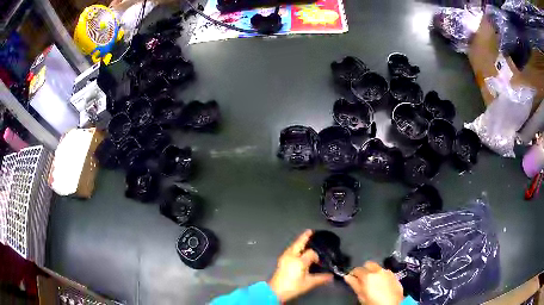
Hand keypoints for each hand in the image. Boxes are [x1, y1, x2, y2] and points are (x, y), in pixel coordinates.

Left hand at [269, 230, 333, 302]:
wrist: (276, 291)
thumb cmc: (293, 286)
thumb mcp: (309, 283)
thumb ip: (321, 278)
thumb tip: (331, 276)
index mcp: (299, 260)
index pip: (311, 253)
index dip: (317, 256)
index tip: (320, 262)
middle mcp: (291, 256)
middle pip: (298, 243)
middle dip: (304, 237)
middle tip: (310, 231)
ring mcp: (284, 257)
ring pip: (293, 246)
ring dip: (299, 241)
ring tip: (305, 238)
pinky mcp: (281, 261)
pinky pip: (290, 250)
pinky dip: (295, 247)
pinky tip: (298, 249)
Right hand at [344, 261, 403, 304]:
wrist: (392, 304)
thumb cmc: (374, 302)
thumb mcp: (361, 296)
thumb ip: (354, 284)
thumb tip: (347, 277)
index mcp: (368, 275)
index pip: (357, 269)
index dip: (352, 274)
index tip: (351, 278)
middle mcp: (378, 270)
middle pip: (368, 264)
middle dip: (364, 270)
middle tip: (362, 280)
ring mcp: (387, 272)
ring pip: (377, 268)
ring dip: (373, 273)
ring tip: (372, 283)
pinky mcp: (394, 275)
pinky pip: (385, 272)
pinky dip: (381, 276)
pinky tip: (381, 285)